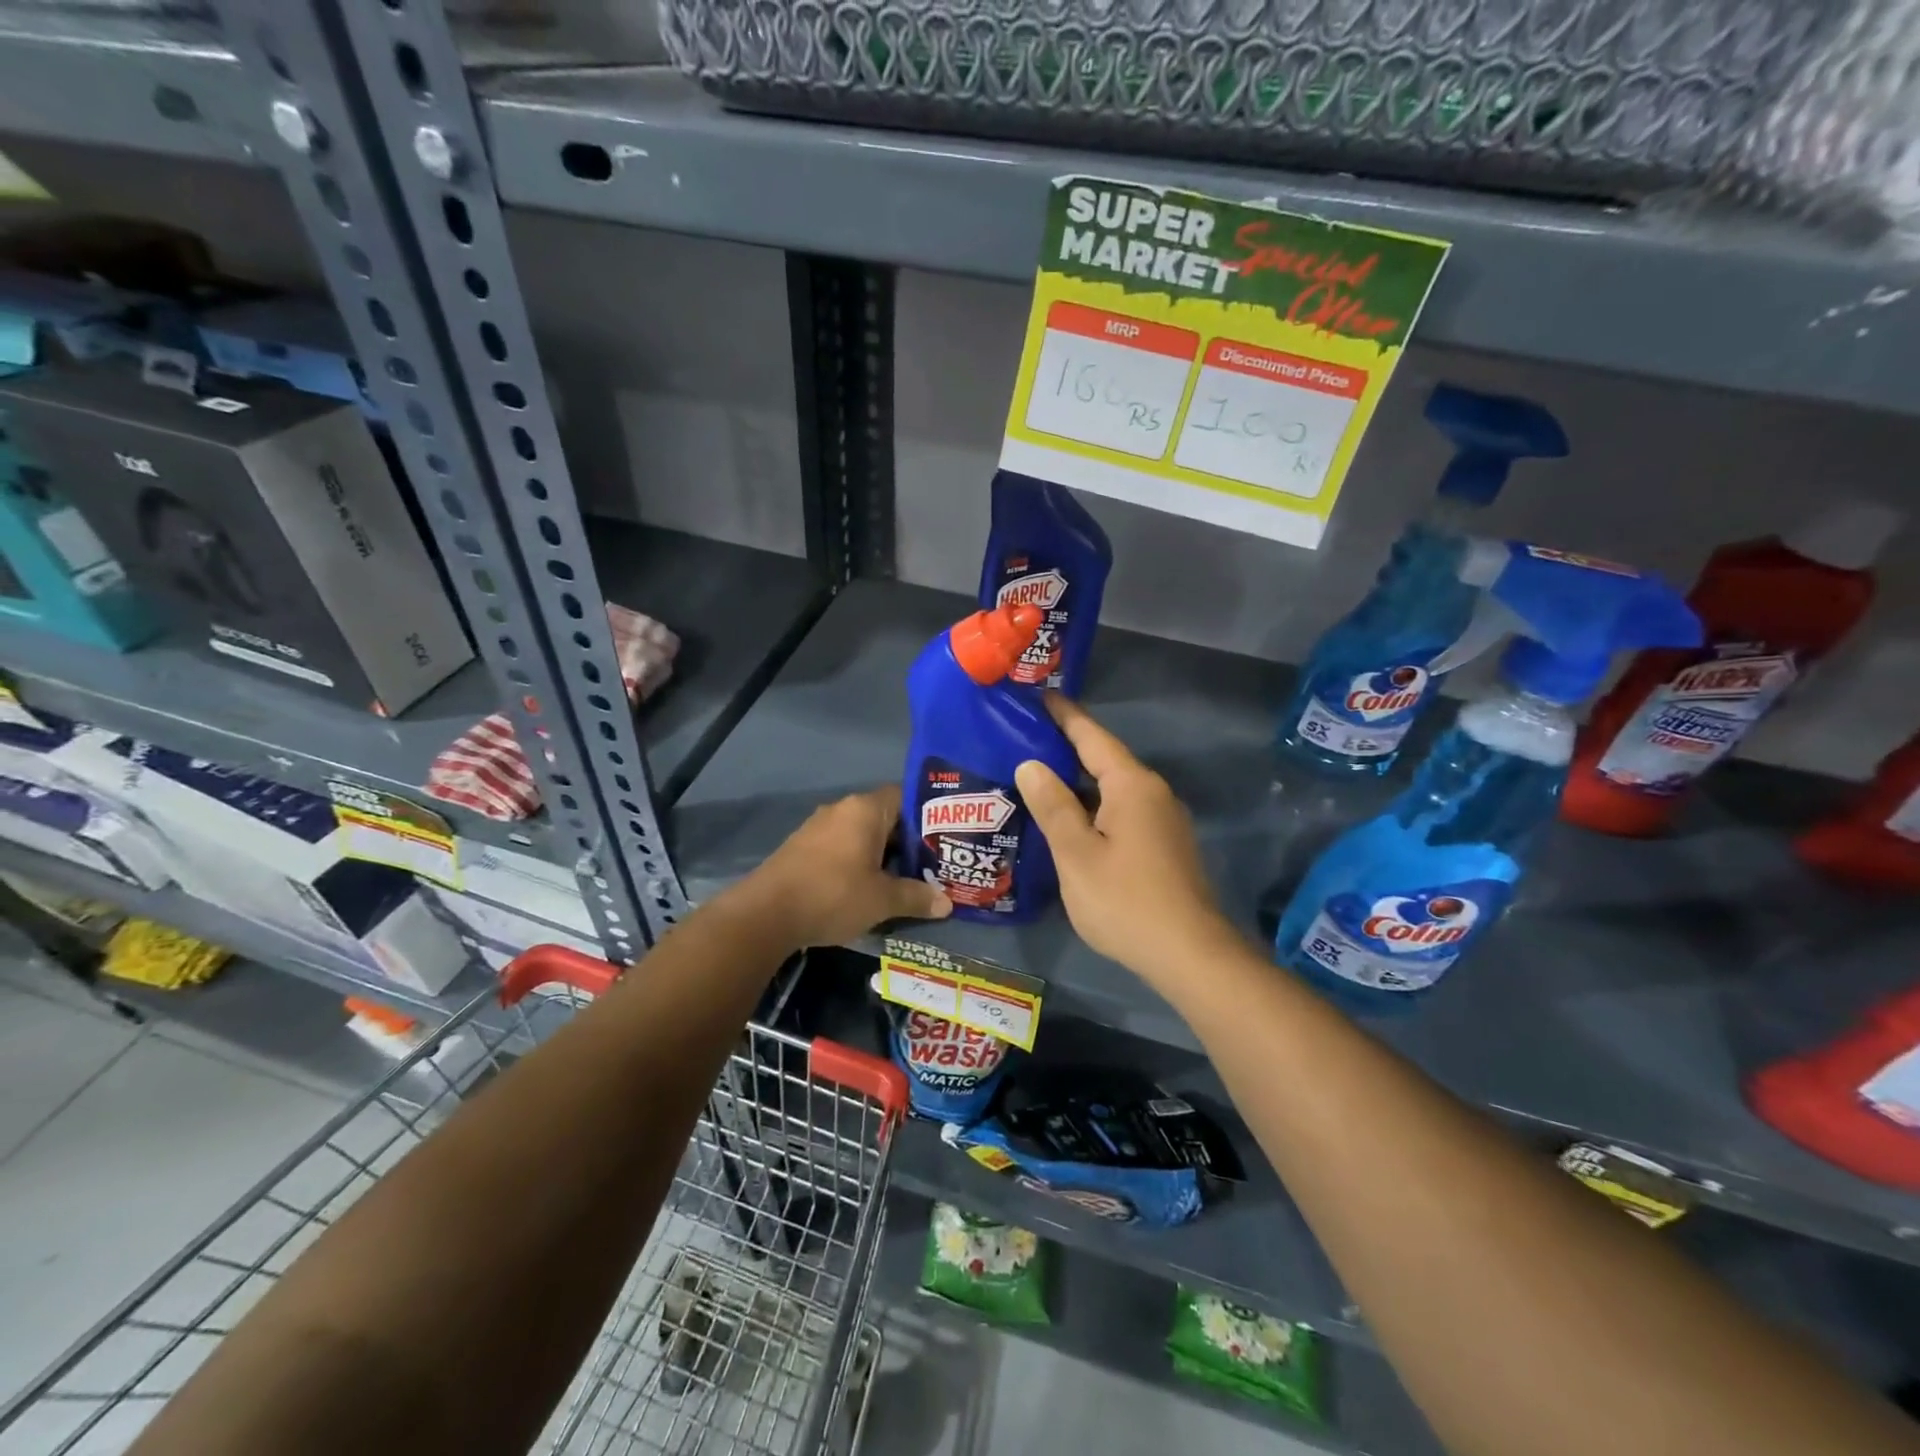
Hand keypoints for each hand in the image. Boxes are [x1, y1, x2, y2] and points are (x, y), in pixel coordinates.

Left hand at [736, 786, 950, 950]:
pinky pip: (840, 847)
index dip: (926, 817)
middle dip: (906, 841)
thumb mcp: (882, 900)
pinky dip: (857, 862)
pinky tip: (866, 887)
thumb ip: (916, 897)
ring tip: (903, 880)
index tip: (943, 839)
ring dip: (880, 854)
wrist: (765, 914)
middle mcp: (841, 809)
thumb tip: (947, 903)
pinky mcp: (802, 848)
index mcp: (865, 809)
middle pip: (884, 817)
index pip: (905, 797)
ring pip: (861, 834)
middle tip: (930, 865)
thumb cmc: (833, 895)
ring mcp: (818, 827)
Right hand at [1016, 696, 1239, 983]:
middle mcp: (1152, 793)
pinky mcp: (1164, 846)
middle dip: (1067, 748)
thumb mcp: (1076, 853)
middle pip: (1104, 760)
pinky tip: (1070, 820)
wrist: (1189, 954)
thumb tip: (1030, 764)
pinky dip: (1093, 806)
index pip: (1092, 736)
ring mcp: (1163, 820)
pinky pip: (1122, 811)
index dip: (1065, 715)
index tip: (1042, 695)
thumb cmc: (1125, 900)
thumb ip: (1053, 806)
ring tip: (1038, 778)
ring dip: (1078, 781)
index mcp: (1131, 785)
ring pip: (1113, 789)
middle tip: (1025, 737)